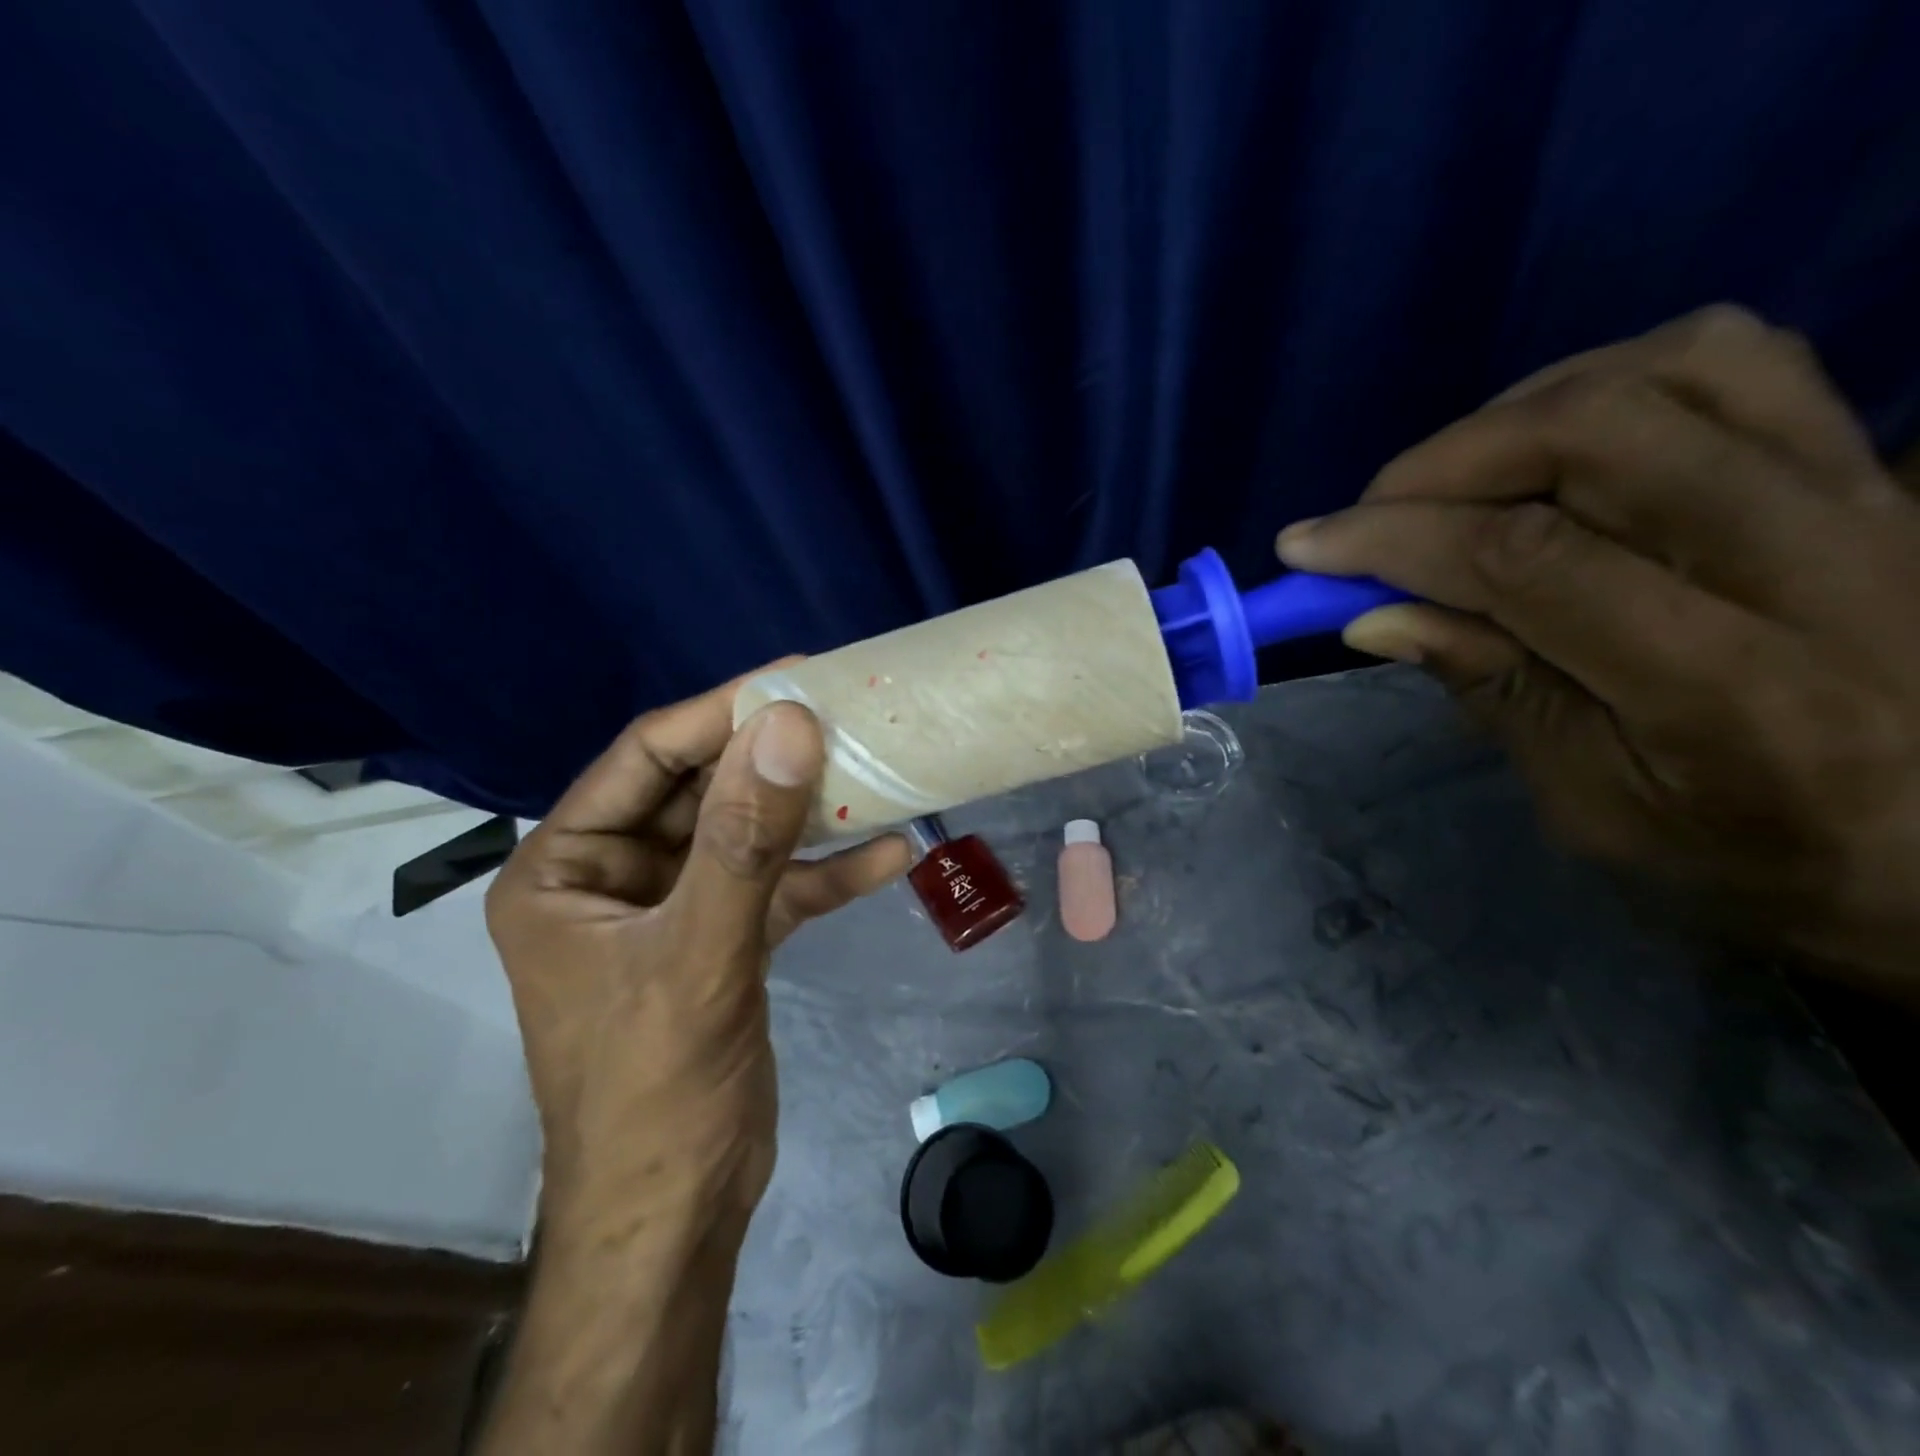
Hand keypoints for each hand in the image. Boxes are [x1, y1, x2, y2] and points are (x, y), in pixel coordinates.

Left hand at [485, 669, 910, 1223]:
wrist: (676, 1215)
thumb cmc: (655, 1088)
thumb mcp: (699, 953)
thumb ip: (743, 839)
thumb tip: (785, 725)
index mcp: (565, 869)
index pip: (645, 760)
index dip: (718, 715)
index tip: (794, 678)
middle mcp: (611, 877)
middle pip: (700, 791)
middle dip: (771, 761)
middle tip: (843, 716)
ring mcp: (671, 909)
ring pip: (743, 837)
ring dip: (805, 814)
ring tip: (873, 773)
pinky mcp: (720, 942)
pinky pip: (772, 888)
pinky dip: (823, 875)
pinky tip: (888, 855)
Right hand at [1276, 305, 1919, 992]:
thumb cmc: (1750, 857)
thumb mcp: (1594, 808)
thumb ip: (1491, 693)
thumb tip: (1374, 615)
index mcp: (1728, 684)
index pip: (1528, 561)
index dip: (1396, 540)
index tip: (1305, 547)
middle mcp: (1811, 560)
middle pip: (1600, 434)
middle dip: (1445, 462)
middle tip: (1372, 515)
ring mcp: (1859, 492)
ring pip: (1671, 368)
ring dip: (1522, 410)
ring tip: (1454, 477)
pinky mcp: (1865, 463)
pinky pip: (1734, 361)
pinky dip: (1611, 382)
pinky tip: (1554, 444)